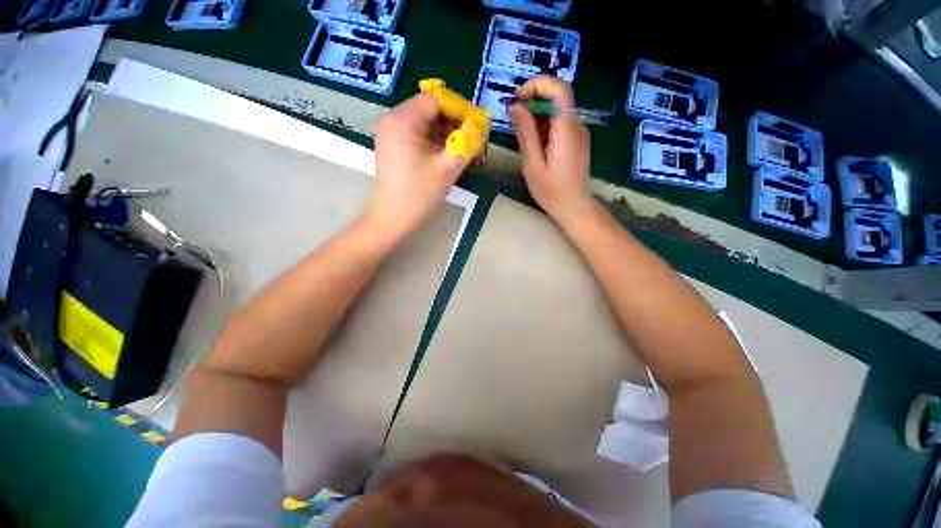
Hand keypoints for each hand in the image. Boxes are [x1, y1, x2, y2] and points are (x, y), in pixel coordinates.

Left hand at [369, 93, 470, 238]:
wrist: (393, 218)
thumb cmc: (419, 194)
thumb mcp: (448, 168)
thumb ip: (467, 143)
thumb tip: (480, 126)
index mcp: (403, 120)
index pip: (435, 99)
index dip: (458, 108)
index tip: (475, 125)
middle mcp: (392, 119)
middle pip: (428, 108)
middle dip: (453, 120)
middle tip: (471, 137)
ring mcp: (390, 132)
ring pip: (423, 121)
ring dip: (444, 130)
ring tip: (462, 146)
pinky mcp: (391, 144)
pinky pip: (416, 132)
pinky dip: (433, 139)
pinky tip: (446, 152)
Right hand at [510, 76, 592, 222]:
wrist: (575, 207)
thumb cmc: (552, 191)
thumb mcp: (533, 164)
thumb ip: (526, 134)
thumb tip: (515, 107)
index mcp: (566, 129)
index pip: (559, 89)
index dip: (538, 85)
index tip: (518, 98)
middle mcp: (577, 125)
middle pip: (558, 98)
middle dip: (534, 103)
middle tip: (515, 120)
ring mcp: (579, 133)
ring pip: (558, 112)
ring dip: (538, 117)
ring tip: (524, 139)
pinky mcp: (578, 141)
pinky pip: (561, 125)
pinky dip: (546, 127)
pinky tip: (536, 147)